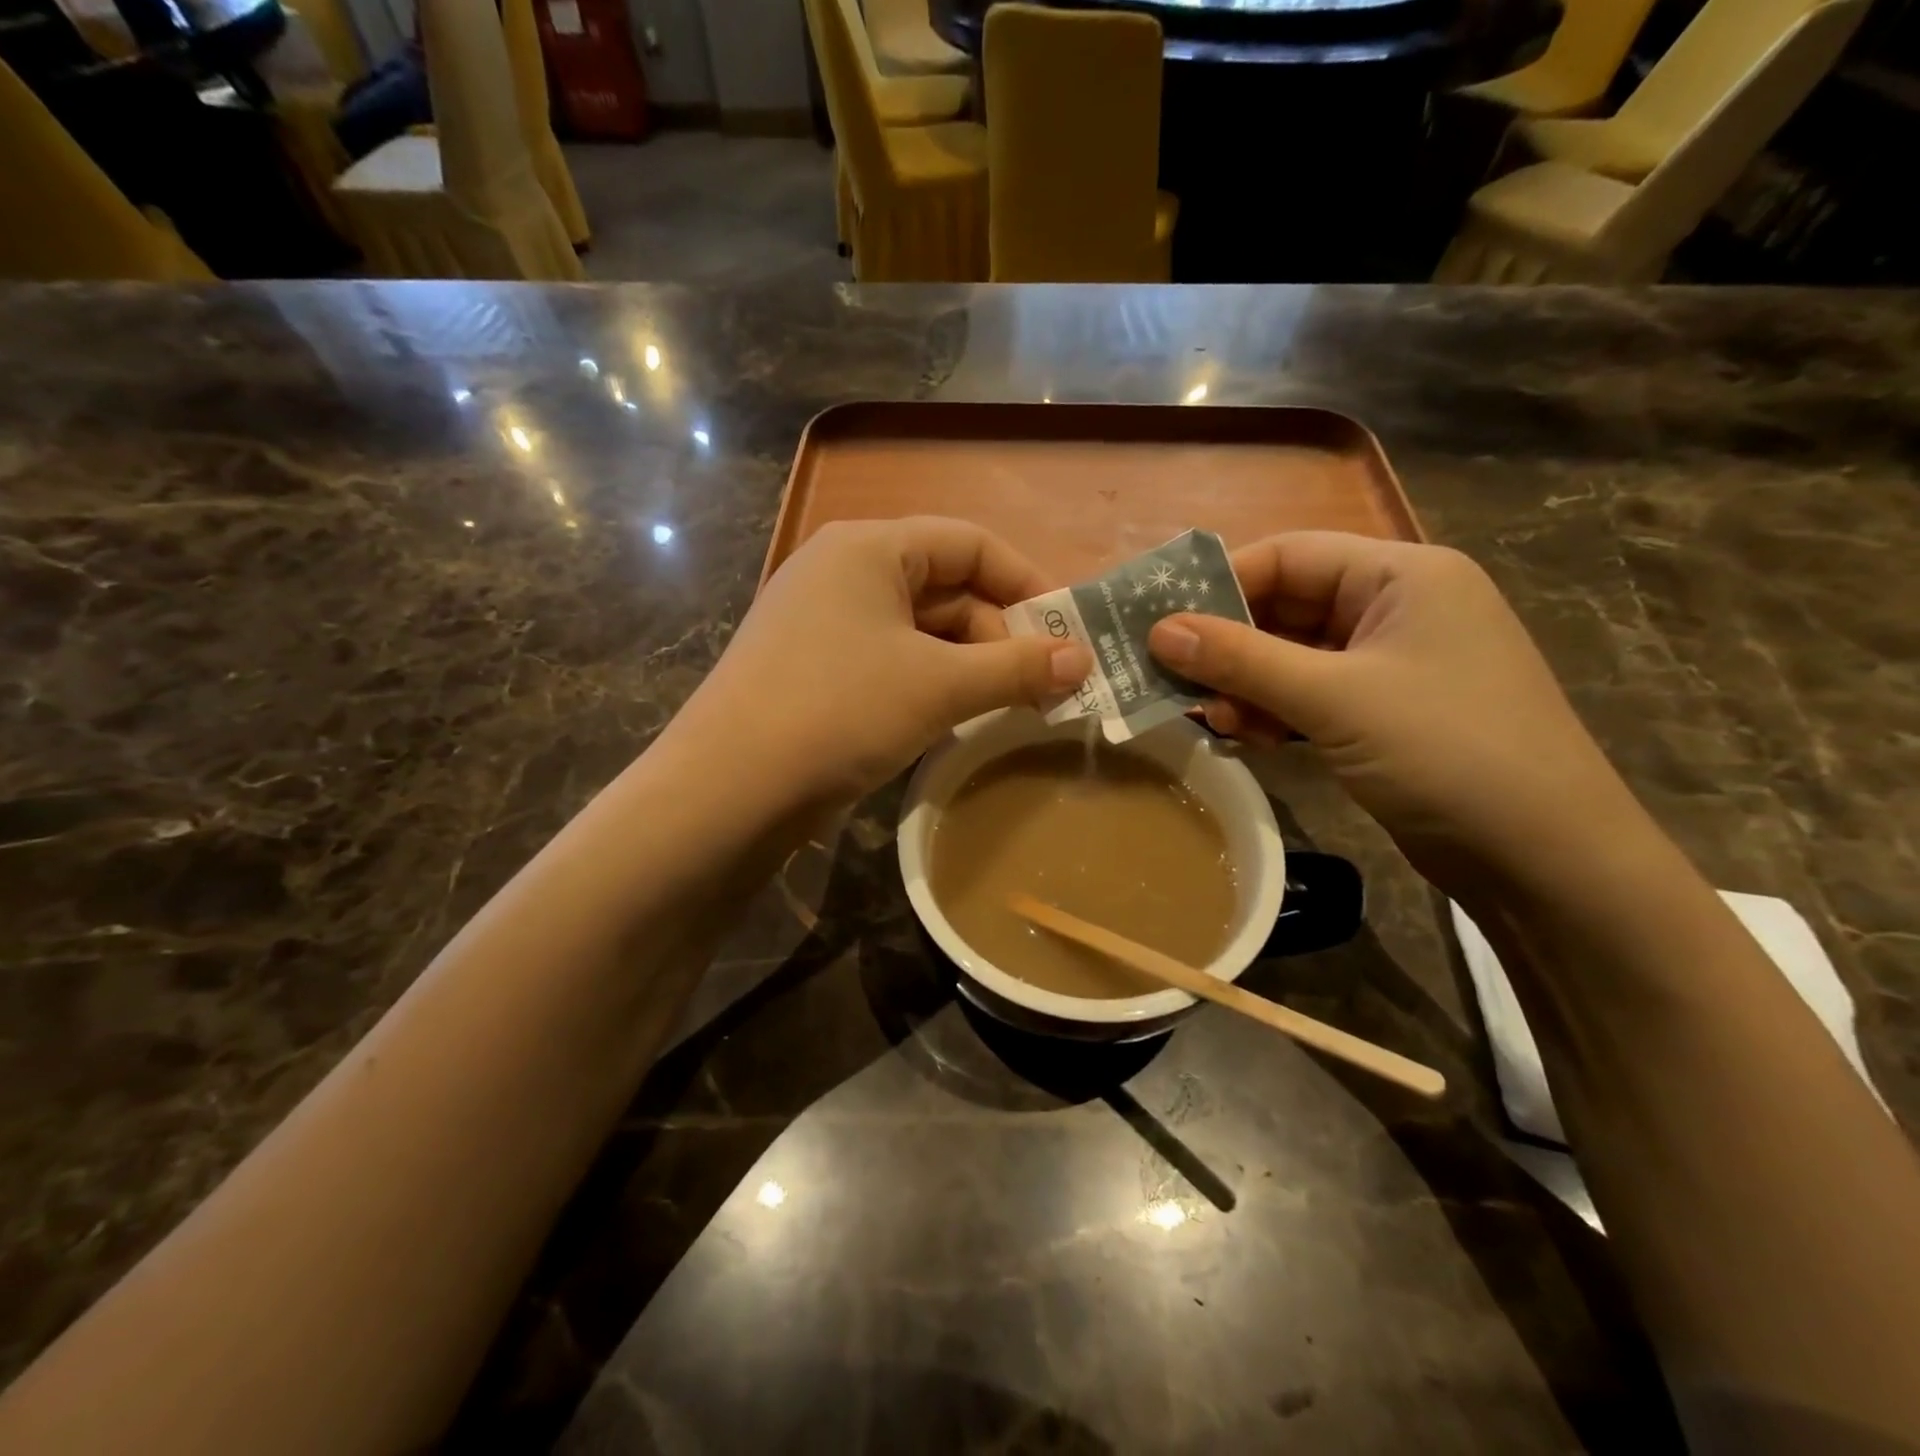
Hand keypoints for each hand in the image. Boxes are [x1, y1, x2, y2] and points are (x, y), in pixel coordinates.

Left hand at [682, 518, 1091, 804]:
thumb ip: (1015, 667)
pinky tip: (959, 717)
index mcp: (869, 548)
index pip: (969, 543)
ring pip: (920, 631)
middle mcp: (843, 573)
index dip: (1027, 583)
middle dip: (1000, 634)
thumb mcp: (939, 686)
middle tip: (1047, 685)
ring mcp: (824, 624)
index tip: (1068, 632)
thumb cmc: (840, 711)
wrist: (728, 789)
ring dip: (970, 664)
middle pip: (946, 588)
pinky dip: (932, 683)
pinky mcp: (815, 669)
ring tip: (1014, 705)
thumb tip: (1083, 660)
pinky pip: (891, 661)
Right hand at [1147, 532, 1647, 887]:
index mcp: (1403, 576)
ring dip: (1247, 685)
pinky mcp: (1384, 712)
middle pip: (1287, 607)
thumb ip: (1241, 660)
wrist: (1544, 858)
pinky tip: (1245, 736)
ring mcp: (1393, 664)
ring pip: (1293, 657)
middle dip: (1229, 645)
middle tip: (1172, 677)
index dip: (1221, 584)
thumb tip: (1159, 631)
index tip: (1162, 622)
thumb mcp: (1333, 699)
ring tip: (1211, 718)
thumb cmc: (1446, 752)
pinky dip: (1273, 711)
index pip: (1289, 555)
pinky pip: (1311, 695)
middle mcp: (1397, 608)